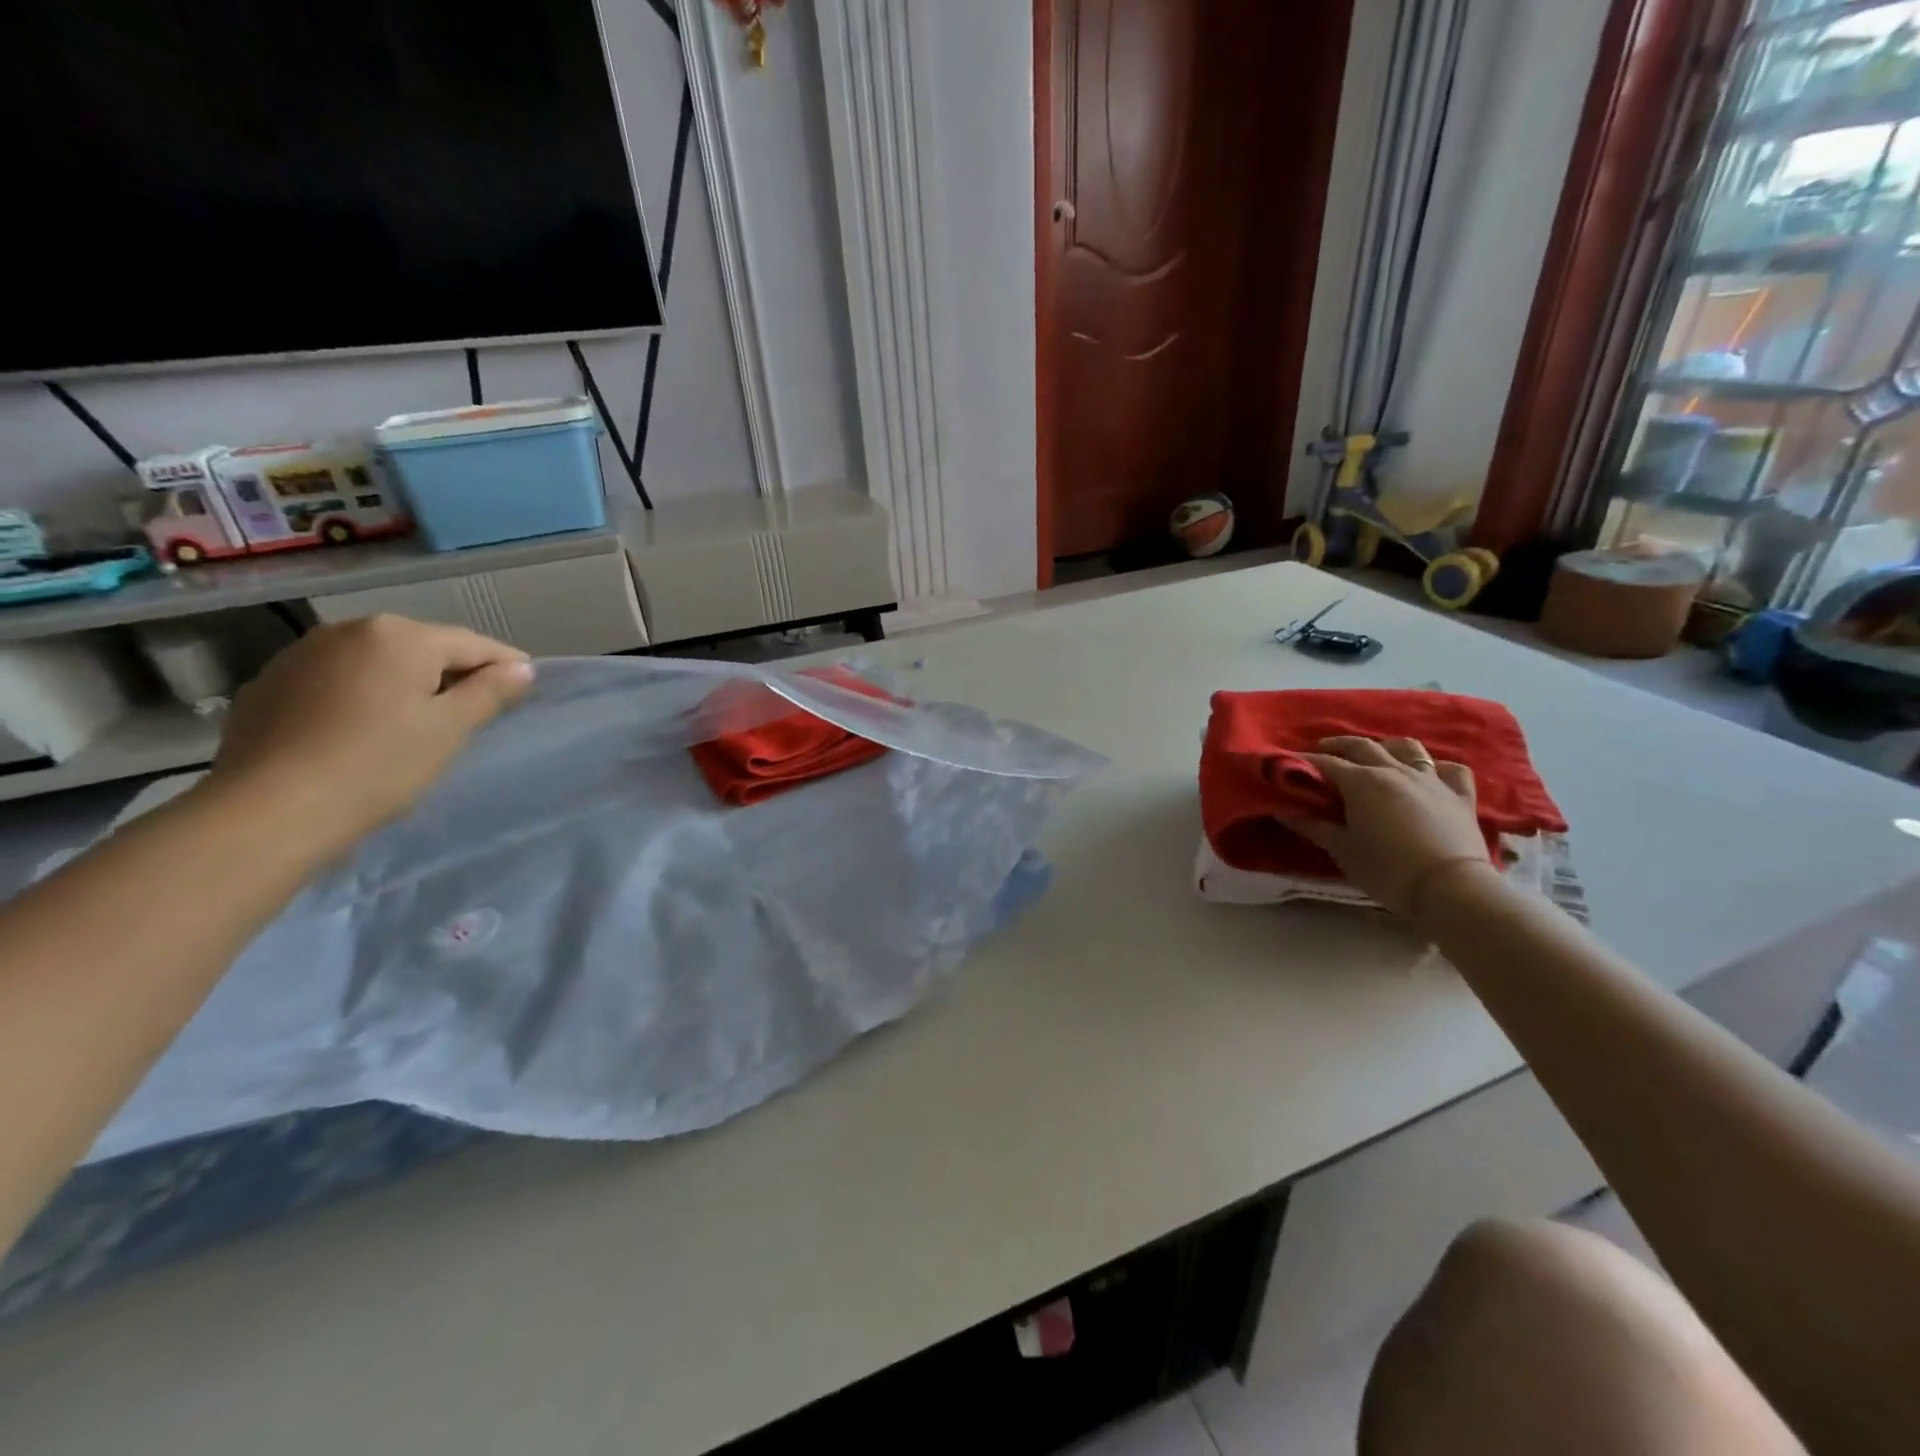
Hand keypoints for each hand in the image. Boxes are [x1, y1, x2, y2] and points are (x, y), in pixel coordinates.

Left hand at [206, 615, 533, 856]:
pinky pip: (335, 681)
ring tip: (418, 721)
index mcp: (400, 636)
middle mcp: (348, 630)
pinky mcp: (268, 685)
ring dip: (404, 683)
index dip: (505, 665)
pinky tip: (363, 730)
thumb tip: (521, 669)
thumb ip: (489, 692)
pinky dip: (360, 696)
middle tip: (474, 710)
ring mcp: (301, 655)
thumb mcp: (450, 729)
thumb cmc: (379, 764)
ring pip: (375, 663)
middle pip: (421, 648)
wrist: (270, 810)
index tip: (526, 687)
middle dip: (451, 673)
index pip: (472, 644)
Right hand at [1280, 736, 1501, 920]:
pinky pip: (1451, 770)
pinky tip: (1429, 775)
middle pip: (1363, 746)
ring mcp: (1431, 780)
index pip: (1327, 763)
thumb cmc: (1387, 869)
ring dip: (1387, 746)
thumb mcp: (1342, 850)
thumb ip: (1314, 827)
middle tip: (1322, 750)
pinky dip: (1436, 768)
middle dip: (1339, 745)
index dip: (1305, 760)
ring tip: (1376, 755)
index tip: (1288, 763)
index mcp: (1362, 782)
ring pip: (1408, 748)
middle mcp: (1395, 771)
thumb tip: (1285, 812)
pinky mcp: (1461, 796)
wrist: (1450, 889)